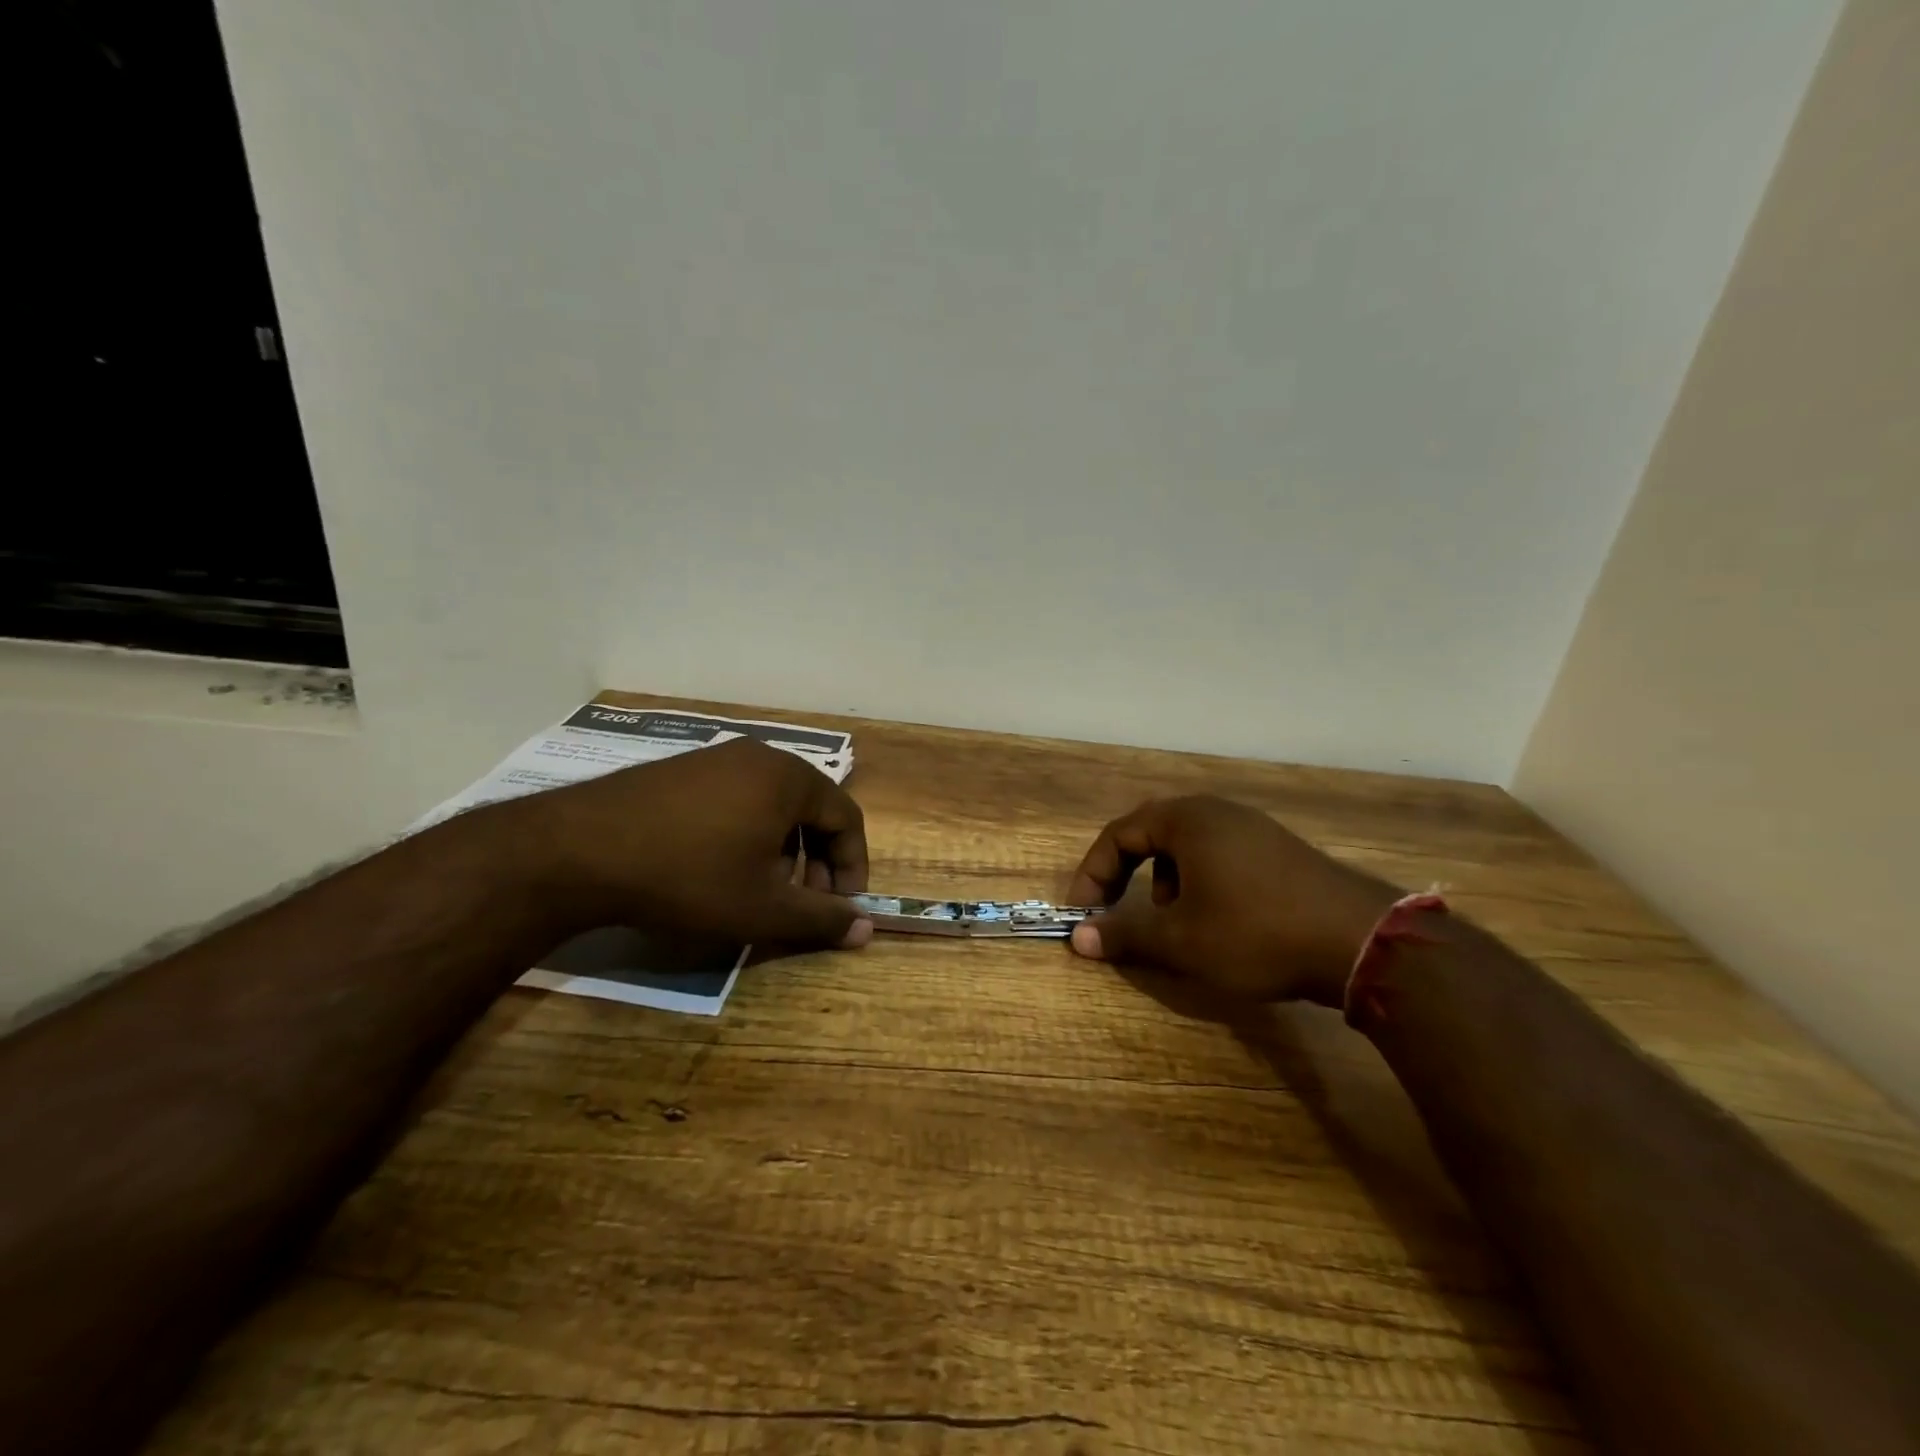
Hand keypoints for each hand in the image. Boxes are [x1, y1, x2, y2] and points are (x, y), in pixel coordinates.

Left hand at [495, 738, 871, 949]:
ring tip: (755, 890)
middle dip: (814, 861)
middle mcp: (759, 757)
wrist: (578, 851)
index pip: (847, 818)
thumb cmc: (689, 876)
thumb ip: (821, 919)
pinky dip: (744, 835)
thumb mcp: (763, 908)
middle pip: (810, 809)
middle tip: (798, 903)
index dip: (852, 867)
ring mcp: (715, 758)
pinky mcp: (680, 770)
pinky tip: (713, 869)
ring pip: (771, 806)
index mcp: (790, 778)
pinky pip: (735, 799)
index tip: (841, 908)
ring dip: (780, 850)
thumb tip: (867, 930)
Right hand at [1067, 796, 1401, 1005]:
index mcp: (1186, 819)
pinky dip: (1201, 883)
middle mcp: (1217, 811)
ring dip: (1166, 883)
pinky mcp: (1279, 849)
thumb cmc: (1255, 932)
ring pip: (1187, 847)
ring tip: (1178, 924)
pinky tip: (1222, 921)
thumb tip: (1078, 938)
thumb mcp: (1181, 940)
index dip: (1093, 874)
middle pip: (1152, 835)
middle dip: (1129, 877)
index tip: (1084, 913)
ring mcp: (1253, 827)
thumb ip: (1125, 934)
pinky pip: (1220, 855)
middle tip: (1124, 914)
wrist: (1361, 941)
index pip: (1118, 834)